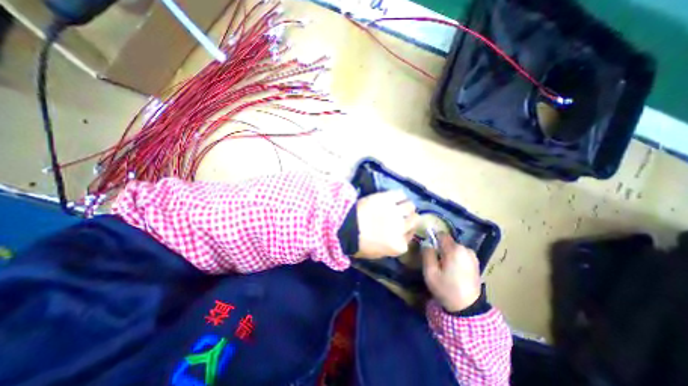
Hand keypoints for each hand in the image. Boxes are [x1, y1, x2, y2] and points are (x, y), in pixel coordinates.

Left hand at [355, 190, 419, 259]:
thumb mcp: (378, 253)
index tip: (402, 227)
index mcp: (399, 246)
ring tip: (400, 205)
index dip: (407, 230)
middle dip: (410, 218)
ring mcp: (395, 212)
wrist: (345, 227)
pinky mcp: (387, 199)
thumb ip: (392, 246)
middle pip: (415, 220)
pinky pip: (400, 194)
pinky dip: (399, 196)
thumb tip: (398, 236)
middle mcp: (401, 228)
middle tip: (402, 215)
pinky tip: (395, 197)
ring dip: (406, 206)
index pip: (411, 236)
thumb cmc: (358, 244)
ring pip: (410, 206)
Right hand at [422, 233, 479, 311]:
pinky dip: (455, 258)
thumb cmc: (446, 289)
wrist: (468, 308)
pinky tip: (453, 270)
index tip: (429, 248)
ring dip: (448, 253)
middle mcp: (465, 249)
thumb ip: (427, 254)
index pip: (441, 234)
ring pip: (454, 248)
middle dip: (440, 248)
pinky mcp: (475, 262)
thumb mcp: (430, 272)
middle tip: (435, 261)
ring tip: (445, 267)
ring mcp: (472, 255)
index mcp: (454, 250)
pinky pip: (461, 254)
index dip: (433, 238)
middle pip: (448, 241)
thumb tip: (426, 243)